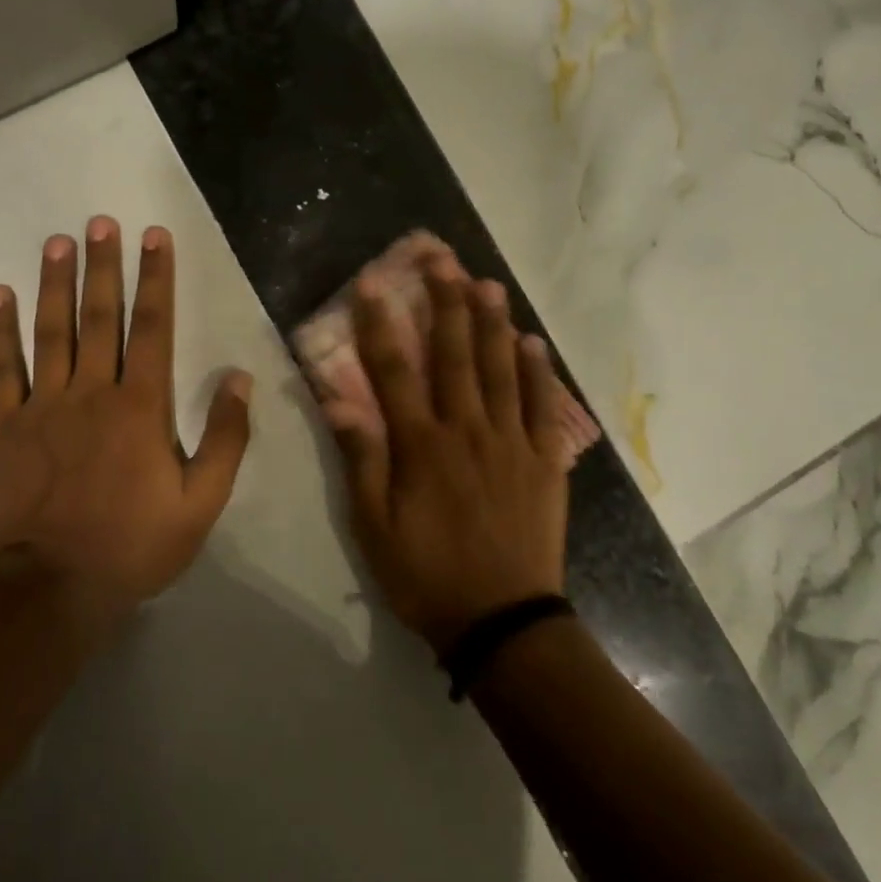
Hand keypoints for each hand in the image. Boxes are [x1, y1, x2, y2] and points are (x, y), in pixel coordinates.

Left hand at [0, 218, 252, 626]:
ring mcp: (43, 405)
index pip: (153, 327)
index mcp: (142, 406)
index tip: (155, 237)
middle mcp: (93, 391)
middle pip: (100, 316)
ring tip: (57, 242)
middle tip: (100, 222)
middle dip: (104, 266)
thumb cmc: (136, 545)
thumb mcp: (203, 501)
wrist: (55, 588)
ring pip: (51, 331)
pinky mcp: (5, 426)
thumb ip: (226, 437)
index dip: (156, 279)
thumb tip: (239, 378)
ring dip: (55, 283)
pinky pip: (1, 368)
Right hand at [325, 258, 567, 653]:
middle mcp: (467, 431)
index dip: (380, 323)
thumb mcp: (374, 527)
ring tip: (486, 282)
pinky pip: (542, 407)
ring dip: (492, 322)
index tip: (372, 282)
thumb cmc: (427, 575)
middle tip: (440, 258)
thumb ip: (361, 460)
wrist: (502, 622)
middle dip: (445, 302)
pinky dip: (537, 371)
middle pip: (455, 354)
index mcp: (422, 446)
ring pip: (500, 369)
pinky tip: (531, 342)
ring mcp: (511, 442)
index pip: (395, 370)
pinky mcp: (543, 462)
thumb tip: (337, 401)